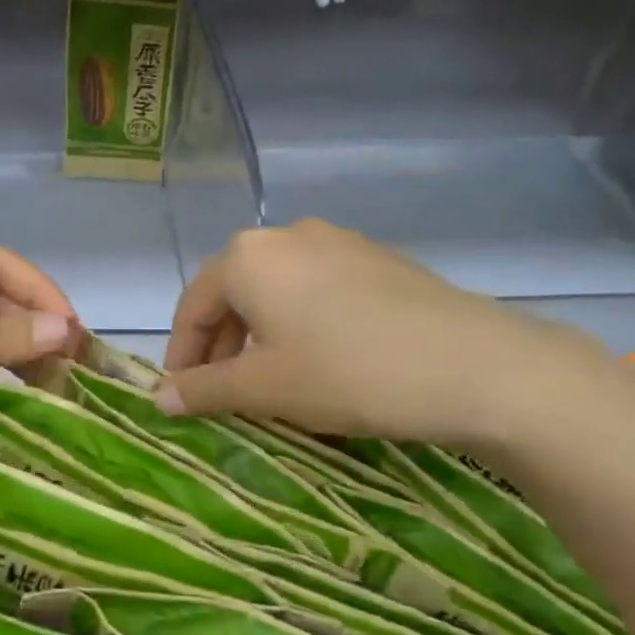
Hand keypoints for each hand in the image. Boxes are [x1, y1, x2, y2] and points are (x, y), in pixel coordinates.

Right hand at [157, 220, 610, 446]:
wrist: (474, 366)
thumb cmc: (348, 373)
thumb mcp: (265, 388)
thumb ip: (205, 389)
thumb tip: (160, 398)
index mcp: (247, 257)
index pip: (193, 306)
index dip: (181, 356)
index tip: (180, 399)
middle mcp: (287, 235)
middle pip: (233, 294)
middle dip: (220, 346)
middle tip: (222, 395)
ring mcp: (337, 242)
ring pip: (277, 292)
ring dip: (260, 337)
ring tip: (269, 383)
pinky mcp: (377, 259)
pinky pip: (317, 290)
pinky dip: (301, 324)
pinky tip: (321, 361)